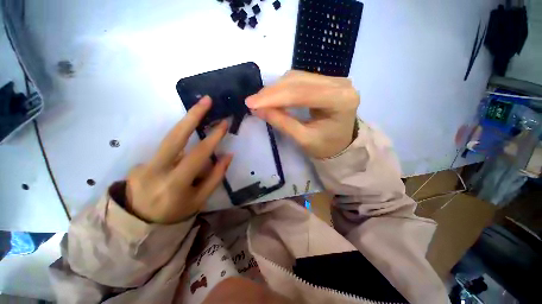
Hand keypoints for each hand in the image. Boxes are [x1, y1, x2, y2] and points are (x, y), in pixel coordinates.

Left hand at [126, 96, 231, 223]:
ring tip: (199, 114)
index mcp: (175, 184)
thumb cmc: (176, 213)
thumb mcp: (200, 199)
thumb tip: (228, 155)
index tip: (224, 123)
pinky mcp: (138, 164)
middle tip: (205, 100)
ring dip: (186, 126)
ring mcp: (142, 166)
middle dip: (192, 116)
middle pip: (175, 137)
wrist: (139, 224)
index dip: (213, 138)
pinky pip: (165, 152)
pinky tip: (180, 161)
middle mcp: (155, 171)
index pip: (198, 155)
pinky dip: (178, 151)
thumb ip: (216, 176)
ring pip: (169, 140)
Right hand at [245, 71, 359, 158]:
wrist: (341, 143)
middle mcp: (340, 84)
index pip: (302, 94)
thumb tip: (257, 109)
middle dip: (272, 92)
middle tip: (252, 102)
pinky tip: (272, 95)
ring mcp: (334, 79)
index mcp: (341, 100)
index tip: (251, 103)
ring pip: (297, 77)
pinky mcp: (326, 80)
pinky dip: (283, 87)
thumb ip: (281, 122)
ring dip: (275, 88)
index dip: (274, 97)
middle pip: (299, 81)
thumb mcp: (303, 139)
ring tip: (260, 100)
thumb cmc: (326, 146)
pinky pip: (300, 79)